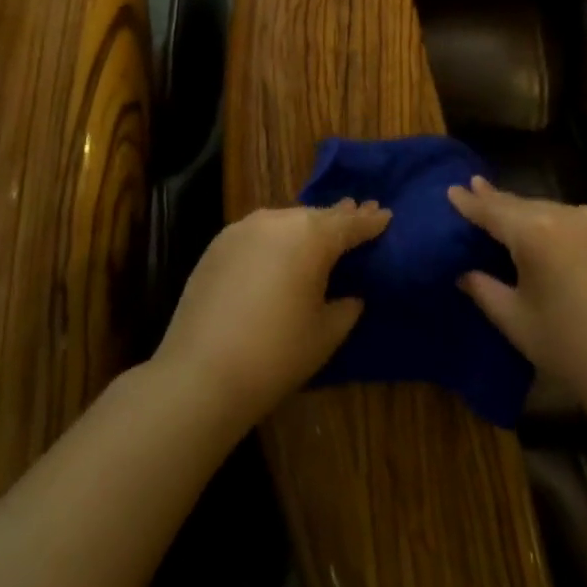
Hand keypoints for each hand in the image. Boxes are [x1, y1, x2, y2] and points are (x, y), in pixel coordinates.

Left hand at [154, 200, 391, 428]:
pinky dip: (275, 239)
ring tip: (320, 234)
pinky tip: (279, 254)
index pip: (350, 224)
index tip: (385, 214)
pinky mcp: (218, 243)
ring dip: (305, 227)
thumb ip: (346, 306)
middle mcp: (279, 220)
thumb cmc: (276, 354)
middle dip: (339, 218)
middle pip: (317, 216)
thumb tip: (350, 294)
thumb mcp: (326, 333)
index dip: (370, 221)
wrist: (201, 373)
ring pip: (286, 221)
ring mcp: (244, 228)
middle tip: (358, 213)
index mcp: (312, 236)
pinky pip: (259, 233)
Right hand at [450, 177, 586, 425]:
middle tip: (472, 189)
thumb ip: (484, 288)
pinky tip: (539, 231)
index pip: (493, 210)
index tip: (451, 189)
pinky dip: (550, 223)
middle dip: (496, 201)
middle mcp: (567, 214)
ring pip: (548, 210)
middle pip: (522, 205)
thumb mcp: (516, 321)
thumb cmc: (571, 350)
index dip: (470, 202)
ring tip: (501, 210)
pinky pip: (571, 220)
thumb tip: (465, 271)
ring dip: (524, 213)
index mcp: (537, 232)